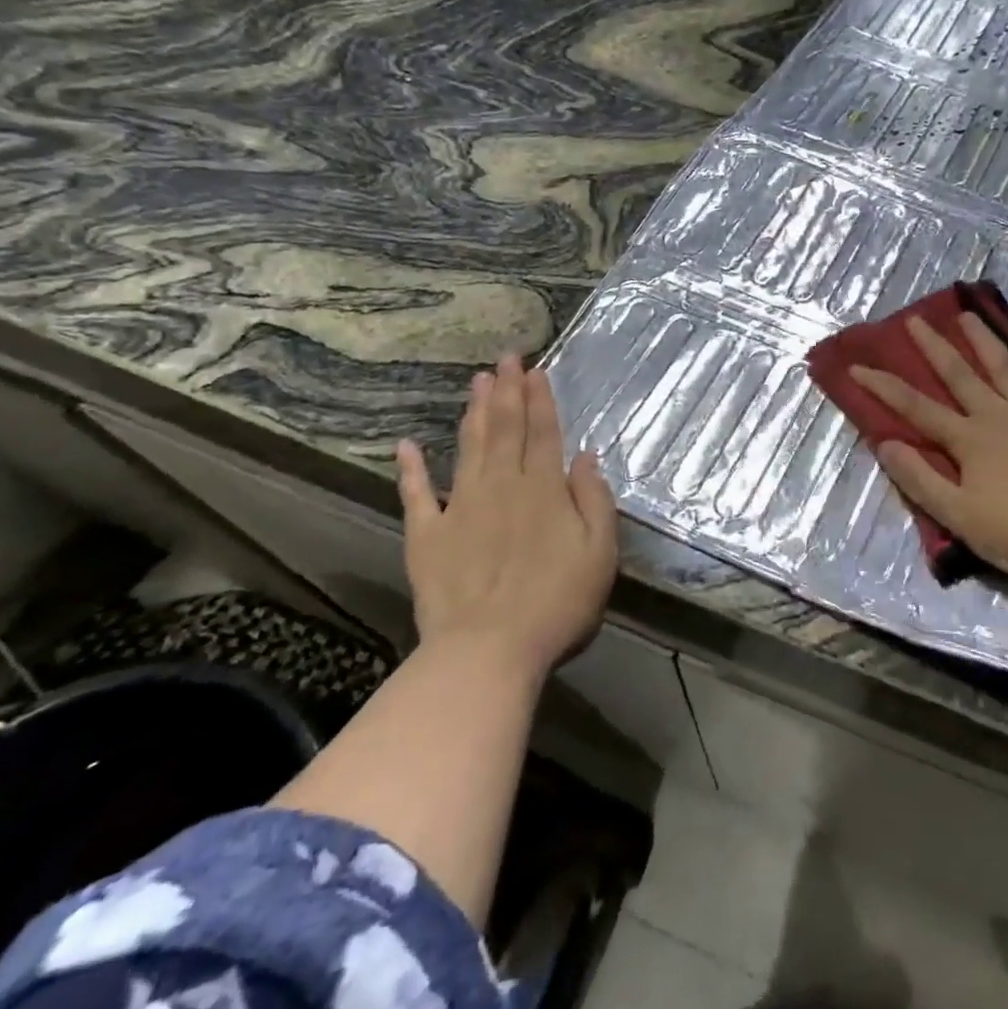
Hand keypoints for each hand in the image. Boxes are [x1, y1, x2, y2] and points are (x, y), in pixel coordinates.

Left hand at [396, 354, 617, 678]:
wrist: (488, 650)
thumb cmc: (557, 603)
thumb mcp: (600, 552)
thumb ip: (594, 500)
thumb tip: (586, 456)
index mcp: (544, 490)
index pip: (543, 433)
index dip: (540, 399)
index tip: (535, 369)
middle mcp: (502, 487)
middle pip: (505, 430)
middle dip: (506, 391)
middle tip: (505, 358)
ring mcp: (461, 508)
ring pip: (469, 449)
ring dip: (473, 413)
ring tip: (476, 381)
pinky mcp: (428, 535)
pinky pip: (417, 495)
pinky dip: (411, 468)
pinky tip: (407, 445)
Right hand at [849, 313, 1007, 588]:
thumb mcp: (959, 515)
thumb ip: (920, 479)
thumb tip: (884, 443)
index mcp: (969, 439)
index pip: (916, 408)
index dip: (884, 387)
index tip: (858, 365)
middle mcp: (999, 416)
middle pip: (960, 375)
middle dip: (934, 347)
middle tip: (915, 319)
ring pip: (1006, 370)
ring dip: (985, 342)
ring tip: (969, 316)